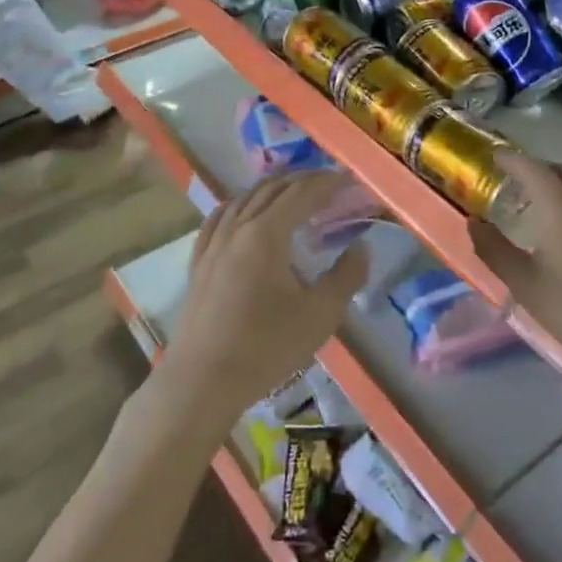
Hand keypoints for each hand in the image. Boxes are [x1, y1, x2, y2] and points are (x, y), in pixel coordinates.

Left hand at [158, 172, 369, 427]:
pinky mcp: (199, 261)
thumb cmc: (266, 347)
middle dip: (303, 180)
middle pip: (272, 189)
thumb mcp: (320, 315)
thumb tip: (361, 247)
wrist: (203, 381)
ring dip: (273, 189)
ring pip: (244, 198)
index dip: (328, 182)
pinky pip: (221, 218)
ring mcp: (214, 243)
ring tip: (294, 193)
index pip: (302, 193)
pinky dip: (241, 205)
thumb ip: (346, 276)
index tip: (349, 180)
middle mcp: (238, 227)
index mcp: (267, 233)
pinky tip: (243, 211)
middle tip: (329, 183)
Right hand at [468, 151, 561, 383]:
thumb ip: (494, 250)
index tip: (494, 156)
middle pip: (561, 173)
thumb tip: (474, 224)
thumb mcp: (524, 284)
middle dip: (536, 169)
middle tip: (513, 180)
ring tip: (538, 206)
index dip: (512, 159)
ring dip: (558, 188)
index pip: (533, 169)